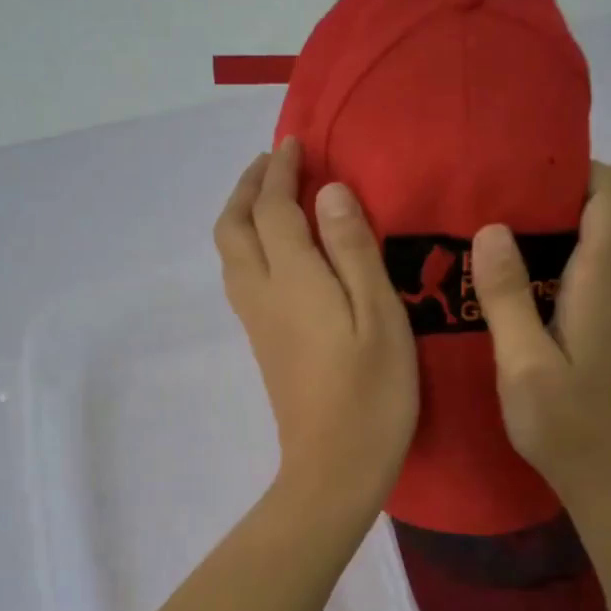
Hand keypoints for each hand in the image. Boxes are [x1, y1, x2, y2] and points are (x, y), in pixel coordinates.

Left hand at [215, 138, 418, 513]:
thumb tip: (329, 192)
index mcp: (293, 280)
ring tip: (272, 198)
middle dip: (247, 187)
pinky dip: (249, 245)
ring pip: (230, 254)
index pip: (273, 208)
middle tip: (274, 163)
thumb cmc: (372, 393)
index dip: (281, 170)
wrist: (333, 468)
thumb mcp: (380, 316)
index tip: (296, 143)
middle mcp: (262, 294)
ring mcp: (257, 322)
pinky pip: (241, 277)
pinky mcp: (263, 344)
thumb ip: (353, 250)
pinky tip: (279, 251)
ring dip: (242, 215)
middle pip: (233, 227)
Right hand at [471, 161, 610, 507]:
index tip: (527, 186)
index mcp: (604, 284)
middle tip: (530, 207)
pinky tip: (542, 269)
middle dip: (588, 187)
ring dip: (592, 213)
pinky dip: (591, 241)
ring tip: (533, 232)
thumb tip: (492, 228)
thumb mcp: (521, 363)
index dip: (582, 174)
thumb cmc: (561, 422)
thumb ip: (507, 296)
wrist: (606, 469)